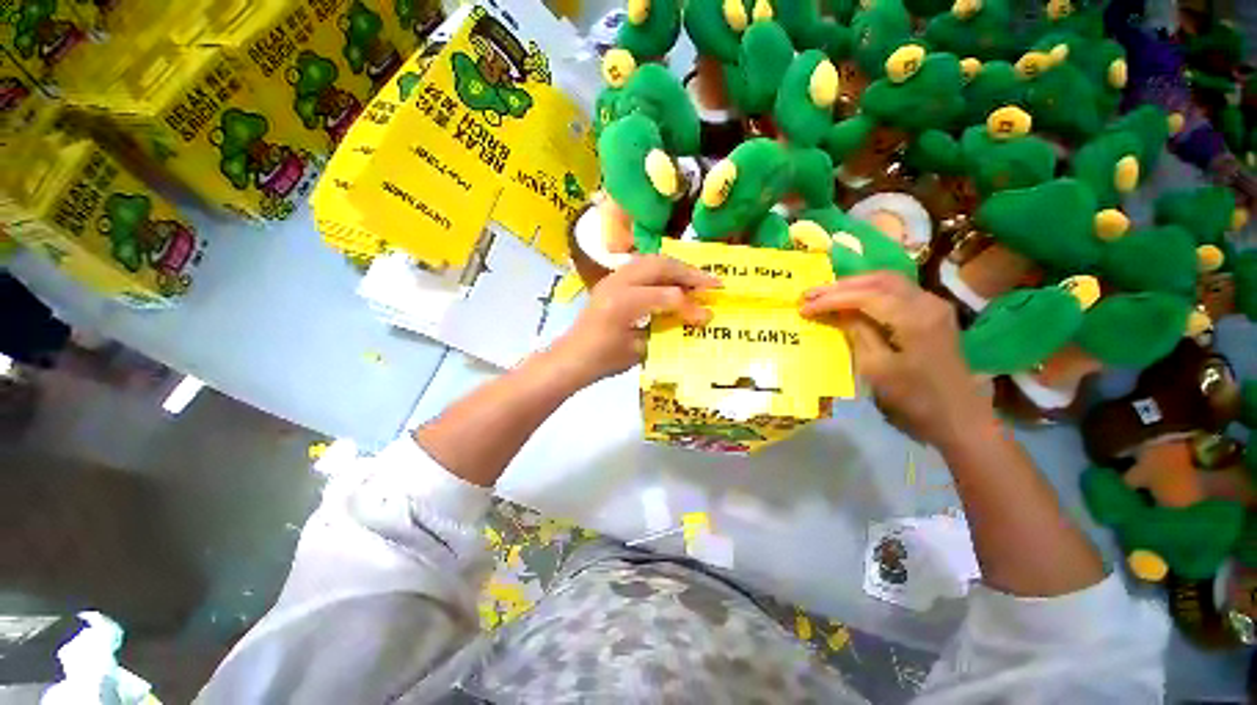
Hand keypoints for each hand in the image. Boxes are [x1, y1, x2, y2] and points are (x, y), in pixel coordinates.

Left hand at [551, 256, 719, 385]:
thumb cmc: (602, 361)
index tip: (708, 316)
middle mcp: (616, 283)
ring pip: (651, 260)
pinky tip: (675, 281)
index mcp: (621, 304)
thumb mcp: (638, 351)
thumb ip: (668, 329)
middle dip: (689, 273)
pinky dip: (663, 271)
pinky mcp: (612, 280)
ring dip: (677, 268)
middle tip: (713, 283)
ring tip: (698, 280)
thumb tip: (697, 317)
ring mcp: (612, 278)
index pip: (666, 296)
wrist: (571, 358)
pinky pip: (642, 266)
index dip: (690, 306)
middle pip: (659, 265)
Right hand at [800, 273, 991, 450]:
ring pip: (888, 281)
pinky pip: (897, 291)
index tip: (804, 307)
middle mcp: (927, 302)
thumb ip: (857, 333)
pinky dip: (870, 291)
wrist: (959, 416)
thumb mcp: (877, 369)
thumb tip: (839, 312)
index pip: (865, 296)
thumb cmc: (914, 398)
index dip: (831, 299)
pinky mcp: (933, 312)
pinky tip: (852, 299)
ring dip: (855, 285)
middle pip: (878, 280)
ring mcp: (934, 305)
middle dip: (840, 286)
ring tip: (826, 294)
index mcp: (914, 318)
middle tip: (810, 294)